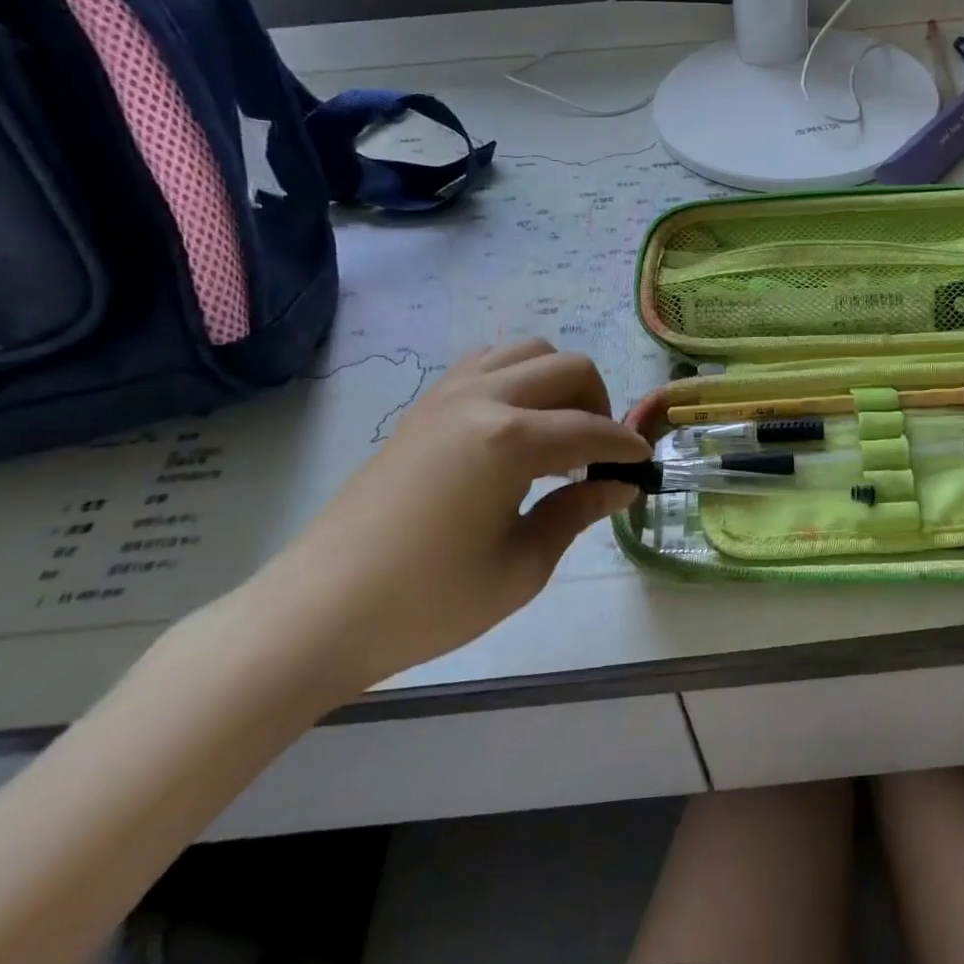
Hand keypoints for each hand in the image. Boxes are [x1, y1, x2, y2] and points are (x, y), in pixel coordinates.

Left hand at [240, 340, 649, 698]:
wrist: (320, 612)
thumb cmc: (428, 602)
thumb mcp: (521, 567)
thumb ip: (577, 513)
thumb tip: (622, 486)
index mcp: (510, 441)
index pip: (591, 429)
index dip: (625, 447)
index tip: (643, 465)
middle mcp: (483, 399)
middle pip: (568, 368)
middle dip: (600, 403)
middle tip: (599, 454)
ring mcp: (448, 395)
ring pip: (528, 351)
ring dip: (558, 381)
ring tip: (558, 431)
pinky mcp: (424, 405)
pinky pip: (486, 362)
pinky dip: (517, 377)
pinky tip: (515, 423)